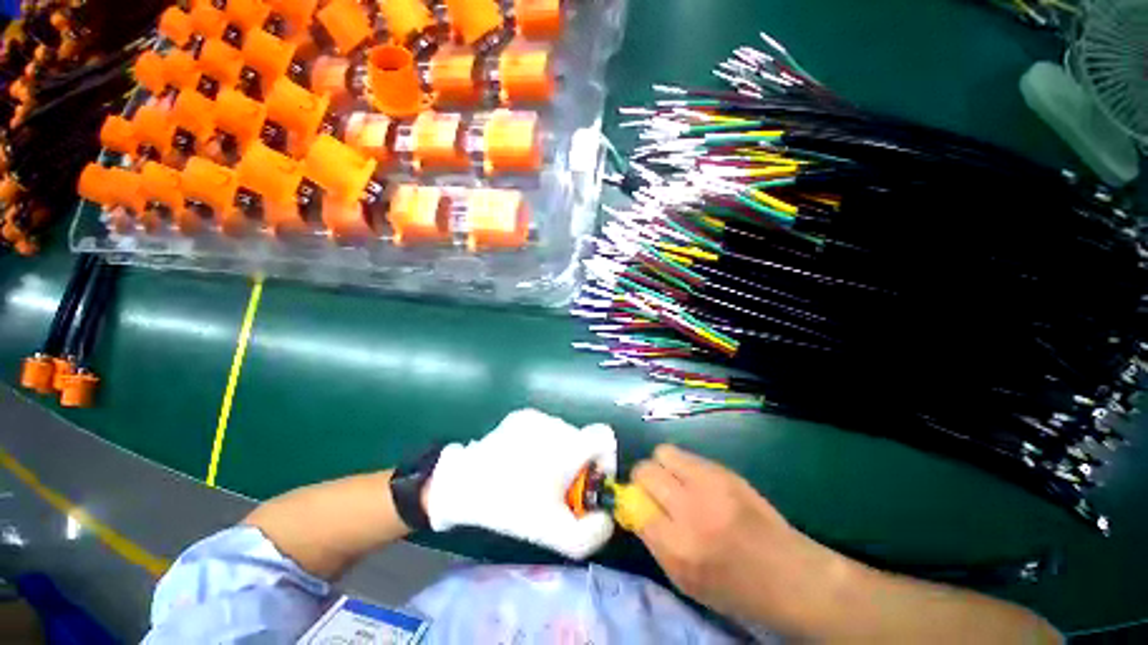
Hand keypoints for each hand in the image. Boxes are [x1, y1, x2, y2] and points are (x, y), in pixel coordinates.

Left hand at [425, 409, 617, 559]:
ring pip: (563, 436)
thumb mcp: (555, 535)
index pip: (605, 437)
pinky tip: (522, 462)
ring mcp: (537, 416)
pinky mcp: (521, 416)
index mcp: (569, 445)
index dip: (606, 460)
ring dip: (559, 455)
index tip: (590, 482)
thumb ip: (592, 533)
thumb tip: (606, 518)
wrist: (463, 484)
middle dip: (578, 466)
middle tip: (557, 490)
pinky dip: (542, 445)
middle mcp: (557, 424)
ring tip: (535, 476)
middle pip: (582, 442)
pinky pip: (544, 430)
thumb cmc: (511, 506)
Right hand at [632, 445, 847, 628]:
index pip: (635, 505)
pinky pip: (687, 454)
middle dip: (642, 479)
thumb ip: (654, 540)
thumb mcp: (684, 580)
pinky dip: (682, 464)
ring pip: (663, 452)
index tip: (638, 503)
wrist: (788, 574)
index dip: (633, 502)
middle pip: (645, 471)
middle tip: (654, 490)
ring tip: (674, 481)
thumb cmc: (733, 587)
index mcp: (678, 547)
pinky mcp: (725, 470)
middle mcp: (690, 509)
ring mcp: (710, 484)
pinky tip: (695, 481)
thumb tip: (634, 506)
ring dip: (662, 465)